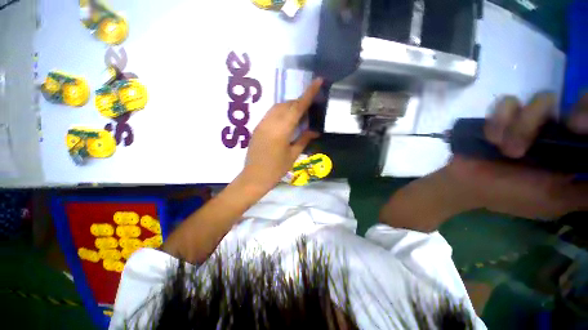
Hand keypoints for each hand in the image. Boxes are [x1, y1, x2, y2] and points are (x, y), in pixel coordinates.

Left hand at [241, 78, 322, 190]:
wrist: (254, 177)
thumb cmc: (276, 169)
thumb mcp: (293, 155)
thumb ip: (304, 139)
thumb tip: (315, 130)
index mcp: (281, 130)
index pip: (297, 107)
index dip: (308, 93)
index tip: (318, 80)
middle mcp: (270, 122)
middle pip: (287, 104)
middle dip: (299, 102)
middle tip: (309, 108)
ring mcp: (262, 123)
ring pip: (278, 107)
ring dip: (289, 106)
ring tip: (298, 115)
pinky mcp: (257, 127)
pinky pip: (271, 113)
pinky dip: (281, 112)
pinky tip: (286, 121)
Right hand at [446, 93, 587, 219]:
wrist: (467, 185)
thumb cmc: (512, 195)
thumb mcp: (556, 201)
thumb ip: (584, 193)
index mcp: (572, 149)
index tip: (577, 128)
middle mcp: (556, 129)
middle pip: (576, 100)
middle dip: (564, 118)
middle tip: (553, 133)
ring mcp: (528, 119)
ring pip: (541, 100)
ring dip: (522, 127)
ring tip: (506, 150)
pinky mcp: (501, 116)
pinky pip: (506, 103)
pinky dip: (499, 121)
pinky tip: (491, 139)